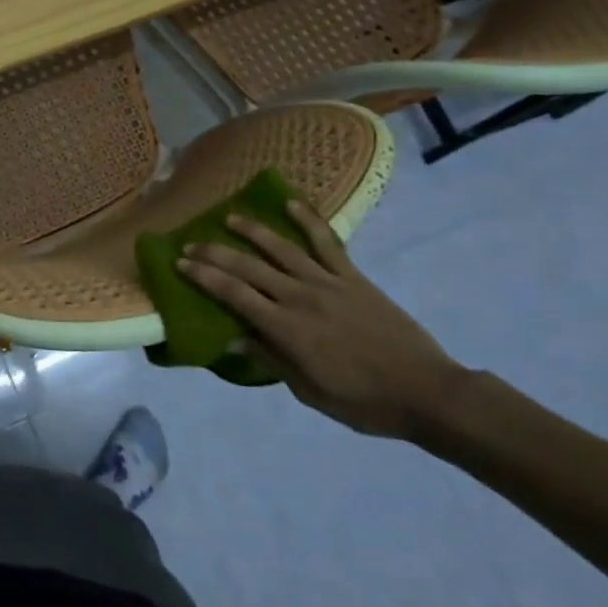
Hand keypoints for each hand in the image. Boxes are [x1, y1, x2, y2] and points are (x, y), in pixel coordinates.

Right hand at [177, 202, 465, 439]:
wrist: (427, 392)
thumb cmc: (364, 402)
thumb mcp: (309, 392)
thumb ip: (271, 360)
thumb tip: (234, 338)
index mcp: (286, 329)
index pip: (234, 294)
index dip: (204, 276)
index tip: (180, 263)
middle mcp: (300, 297)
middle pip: (248, 267)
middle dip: (214, 253)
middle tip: (190, 243)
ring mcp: (328, 283)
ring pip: (281, 248)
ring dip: (252, 230)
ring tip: (229, 217)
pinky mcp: (353, 277)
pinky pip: (327, 243)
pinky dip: (308, 220)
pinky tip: (290, 204)